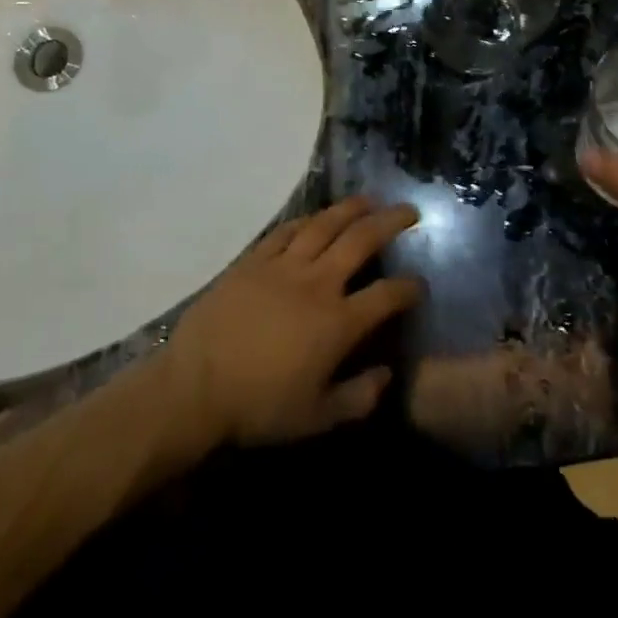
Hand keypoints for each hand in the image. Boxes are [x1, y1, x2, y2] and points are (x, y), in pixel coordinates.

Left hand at [165, 197, 422, 446]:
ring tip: (370, 199)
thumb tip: (387, 375)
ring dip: (351, 209)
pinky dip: (306, 220)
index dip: (409, 288)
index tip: (420, 284)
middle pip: (361, 241)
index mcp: (338, 322)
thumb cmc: (259, 406)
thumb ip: (358, 397)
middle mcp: (317, 283)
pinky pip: (286, 230)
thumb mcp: (317, 418)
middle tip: (409, 210)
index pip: (386, 296)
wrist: (196, 385)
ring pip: (324, 225)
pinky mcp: (254, 259)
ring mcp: (283, 265)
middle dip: (390, 223)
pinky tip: (317, 216)